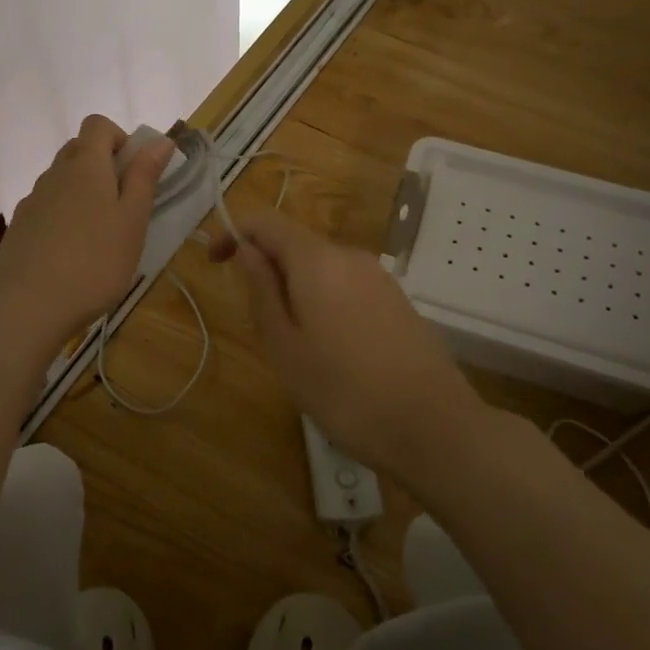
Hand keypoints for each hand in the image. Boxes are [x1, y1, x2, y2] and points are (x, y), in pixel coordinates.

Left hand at [0, 116, 172, 358]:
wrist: (28, 308)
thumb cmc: (95, 263)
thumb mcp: (132, 221)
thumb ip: (145, 177)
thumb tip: (160, 140)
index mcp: (85, 166)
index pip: (97, 124)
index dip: (119, 137)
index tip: (134, 171)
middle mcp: (53, 174)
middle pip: (78, 150)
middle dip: (103, 165)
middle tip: (124, 205)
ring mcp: (31, 201)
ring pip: (61, 180)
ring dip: (82, 193)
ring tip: (99, 236)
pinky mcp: (18, 228)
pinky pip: (45, 207)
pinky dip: (62, 217)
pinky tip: (71, 254)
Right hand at [211, 210, 477, 478]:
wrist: (434, 428)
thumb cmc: (345, 391)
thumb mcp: (285, 347)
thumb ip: (262, 291)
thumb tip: (246, 250)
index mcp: (317, 260)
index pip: (266, 221)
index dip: (234, 233)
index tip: (215, 264)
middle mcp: (350, 256)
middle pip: (295, 243)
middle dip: (267, 271)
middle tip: (260, 328)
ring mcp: (380, 278)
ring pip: (322, 268)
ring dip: (295, 290)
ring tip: (296, 348)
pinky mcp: (397, 302)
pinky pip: (347, 286)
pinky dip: (324, 302)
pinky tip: (333, 352)